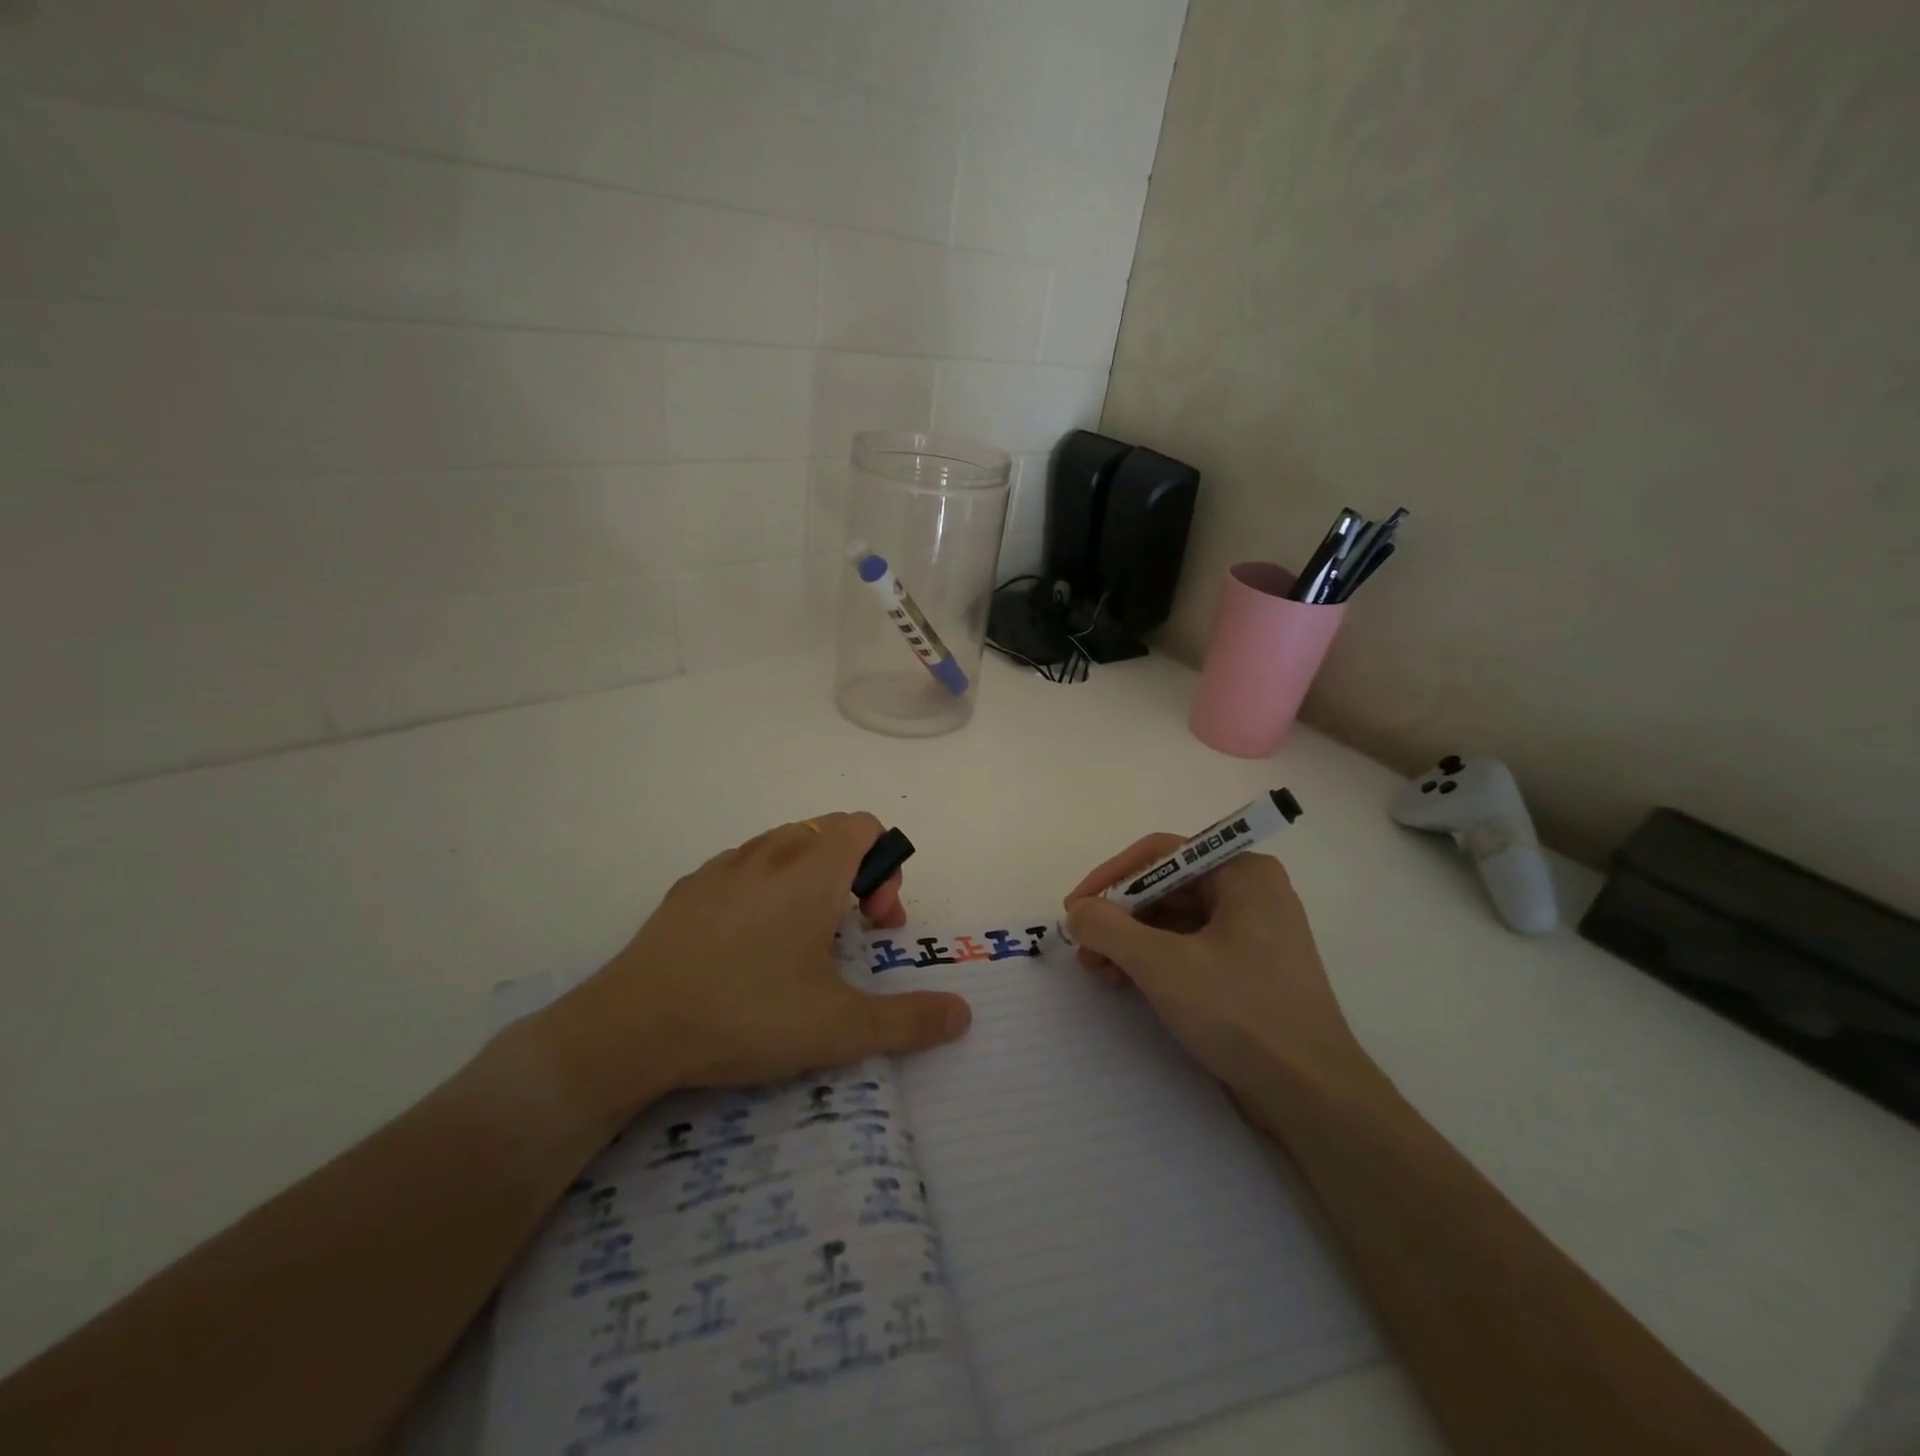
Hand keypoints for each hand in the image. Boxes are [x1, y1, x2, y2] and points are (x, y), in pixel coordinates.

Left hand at [534, 812, 970, 1130]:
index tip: (874, 923)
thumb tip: (963, 1015)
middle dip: (855, 873)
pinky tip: (749, 945)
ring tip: (801, 940)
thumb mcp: (839, 1027)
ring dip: (812, 878)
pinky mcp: (690, 886)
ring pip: (787, 845)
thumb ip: (910, 1020)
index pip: (866, 825)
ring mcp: (725, 865)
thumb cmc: (747, 1013)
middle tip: (848, 933)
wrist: (631, 1027)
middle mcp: (772, 851)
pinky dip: (766, 887)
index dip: (885, 867)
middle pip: (831, 831)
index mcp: (813, 869)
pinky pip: (746, 866)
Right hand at [1063, 838, 1362, 1093]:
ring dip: (1131, 942)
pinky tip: (1127, 983)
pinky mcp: (1248, 971)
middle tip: (1082, 948)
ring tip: (1098, 971)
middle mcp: (1251, 893)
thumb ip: (1109, 929)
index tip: (1074, 908)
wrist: (1312, 1096)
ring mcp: (1252, 933)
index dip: (1111, 877)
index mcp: (1243, 873)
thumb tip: (1077, 913)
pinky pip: (1190, 948)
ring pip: (1174, 921)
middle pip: (1166, 888)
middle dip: (1119, 917)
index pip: (1162, 854)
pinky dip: (1154, 961)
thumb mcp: (1162, 964)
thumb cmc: (1241, 1013)